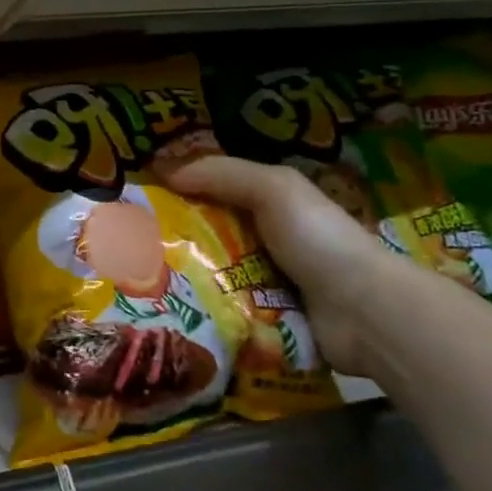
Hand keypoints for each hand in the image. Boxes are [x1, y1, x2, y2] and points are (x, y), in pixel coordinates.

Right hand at [151, 155, 403, 376]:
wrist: (365, 313)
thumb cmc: (318, 239)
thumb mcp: (274, 188)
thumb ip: (221, 173)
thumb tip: (163, 170)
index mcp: (268, 206)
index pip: (211, 193)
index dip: (175, 193)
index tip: (134, 200)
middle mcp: (263, 242)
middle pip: (203, 236)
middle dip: (169, 240)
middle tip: (126, 246)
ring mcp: (263, 284)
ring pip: (206, 275)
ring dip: (179, 279)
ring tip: (136, 280)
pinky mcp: (261, 321)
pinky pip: (219, 310)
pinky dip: (197, 310)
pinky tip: (167, 309)